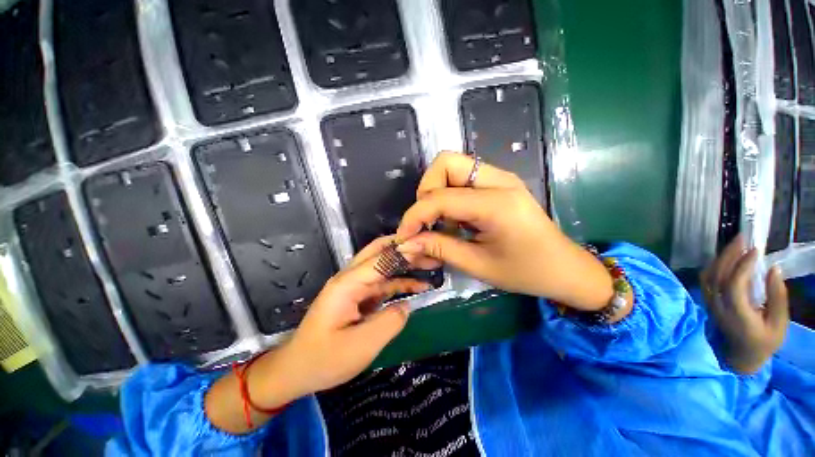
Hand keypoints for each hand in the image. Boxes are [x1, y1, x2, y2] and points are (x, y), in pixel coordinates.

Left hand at [205, 237, 433, 433]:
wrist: (296, 370)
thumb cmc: (324, 360)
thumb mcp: (361, 347)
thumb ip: (389, 322)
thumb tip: (406, 306)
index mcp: (348, 284)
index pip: (381, 258)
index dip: (405, 251)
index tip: (427, 245)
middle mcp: (351, 278)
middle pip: (380, 252)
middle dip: (405, 249)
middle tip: (429, 250)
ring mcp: (354, 286)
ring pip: (384, 266)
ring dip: (405, 264)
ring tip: (430, 265)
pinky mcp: (358, 296)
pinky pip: (383, 283)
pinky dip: (400, 283)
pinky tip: (417, 287)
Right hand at [395, 152, 621, 310]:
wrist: (565, 268)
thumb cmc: (525, 272)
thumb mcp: (478, 265)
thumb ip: (438, 249)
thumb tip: (405, 244)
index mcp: (496, 204)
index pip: (439, 197)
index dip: (414, 216)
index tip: (404, 237)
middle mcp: (498, 180)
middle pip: (445, 162)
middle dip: (426, 190)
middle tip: (427, 221)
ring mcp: (500, 178)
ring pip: (453, 166)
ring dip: (436, 192)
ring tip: (441, 223)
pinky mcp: (499, 183)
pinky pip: (463, 177)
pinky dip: (449, 195)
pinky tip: (455, 220)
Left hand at [702, 235, 789, 373]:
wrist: (740, 357)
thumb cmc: (764, 342)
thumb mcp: (779, 324)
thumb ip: (777, 297)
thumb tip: (774, 269)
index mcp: (737, 314)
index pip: (733, 284)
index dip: (742, 265)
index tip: (756, 249)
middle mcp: (718, 306)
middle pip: (717, 275)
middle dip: (728, 254)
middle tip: (742, 237)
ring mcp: (709, 303)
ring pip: (708, 275)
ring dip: (721, 257)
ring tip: (736, 243)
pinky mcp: (708, 301)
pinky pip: (707, 279)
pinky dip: (715, 265)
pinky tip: (727, 257)